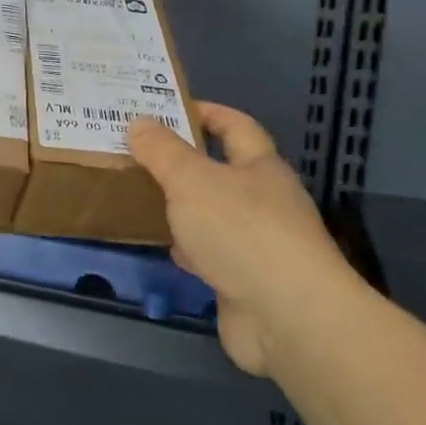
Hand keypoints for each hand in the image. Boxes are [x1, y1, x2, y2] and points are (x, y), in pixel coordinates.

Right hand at [128, 103, 353, 375]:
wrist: (287, 318)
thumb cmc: (242, 232)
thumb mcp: (192, 180)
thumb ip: (162, 151)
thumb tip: (139, 122)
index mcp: (261, 168)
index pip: (236, 126)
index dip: (206, 112)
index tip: (166, 106)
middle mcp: (265, 201)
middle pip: (222, 171)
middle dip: (184, 161)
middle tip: (138, 153)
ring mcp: (258, 244)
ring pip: (213, 214)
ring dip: (182, 206)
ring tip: (140, 195)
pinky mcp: (246, 281)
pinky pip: (210, 253)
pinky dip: (188, 247)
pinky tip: (165, 246)